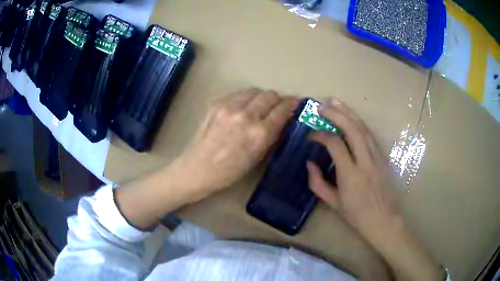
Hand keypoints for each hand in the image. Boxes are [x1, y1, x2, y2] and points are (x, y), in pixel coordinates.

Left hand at [175, 88, 297, 199]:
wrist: (198, 168)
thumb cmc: (230, 171)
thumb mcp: (257, 156)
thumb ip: (272, 134)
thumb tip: (283, 118)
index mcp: (259, 134)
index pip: (282, 109)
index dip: (292, 104)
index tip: (296, 103)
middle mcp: (246, 116)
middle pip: (270, 94)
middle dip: (278, 99)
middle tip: (278, 106)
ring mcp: (229, 107)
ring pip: (255, 91)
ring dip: (262, 97)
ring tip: (260, 107)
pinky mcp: (217, 104)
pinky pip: (238, 94)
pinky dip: (245, 99)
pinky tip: (242, 110)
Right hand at [307, 98, 442, 280]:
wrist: (384, 220)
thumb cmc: (357, 216)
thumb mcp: (333, 204)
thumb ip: (317, 183)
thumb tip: (309, 163)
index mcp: (350, 175)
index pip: (335, 144)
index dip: (321, 135)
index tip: (311, 135)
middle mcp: (365, 161)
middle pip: (351, 129)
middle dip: (336, 114)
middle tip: (321, 106)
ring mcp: (377, 157)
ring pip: (363, 128)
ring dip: (349, 113)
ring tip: (335, 102)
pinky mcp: (383, 157)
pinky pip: (370, 135)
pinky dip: (359, 123)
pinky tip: (352, 117)